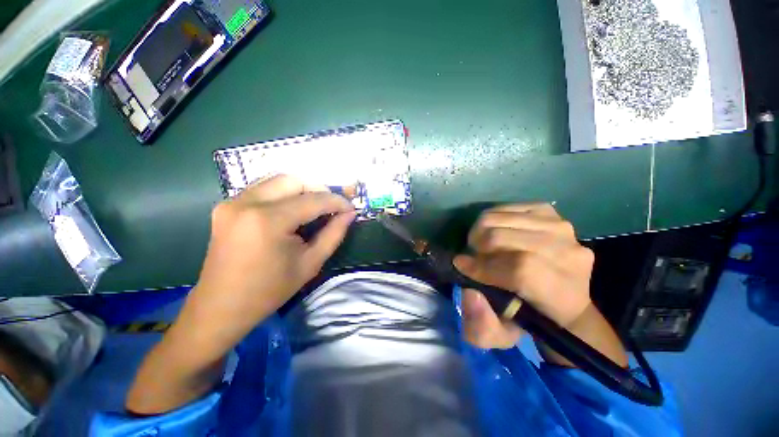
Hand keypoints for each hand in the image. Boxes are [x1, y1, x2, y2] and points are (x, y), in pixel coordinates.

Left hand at [127, 175, 355, 414]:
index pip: (312, 200)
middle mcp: (246, 203)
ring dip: (302, 190)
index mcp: (268, 221)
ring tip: (315, 207)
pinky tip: (293, 209)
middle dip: (319, 189)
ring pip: (278, 180)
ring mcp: (232, 202)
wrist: (221, 307)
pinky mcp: (227, 206)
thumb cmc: (269, 290)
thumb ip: (334, 233)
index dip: (337, 201)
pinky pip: (263, 189)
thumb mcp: (310, 263)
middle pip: (293, 180)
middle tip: (332, 206)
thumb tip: (349, 214)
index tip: (351, 207)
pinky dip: (284, 194)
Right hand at [454, 203, 593, 348]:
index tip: (462, 266)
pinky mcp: (550, 212)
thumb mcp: (502, 336)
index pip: (520, 269)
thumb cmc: (531, 319)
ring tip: (481, 246)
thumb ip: (482, 326)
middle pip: (505, 238)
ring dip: (481, 232)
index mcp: (563, 291)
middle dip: (477, 246)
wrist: (563, 296)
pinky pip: (507, 207)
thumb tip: (470, 293)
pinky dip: (491, 219)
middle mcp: (569, 254)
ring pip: (502, 219)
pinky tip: (493, 233)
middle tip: (472, 257)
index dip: (484, 266)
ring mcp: (562, 228)